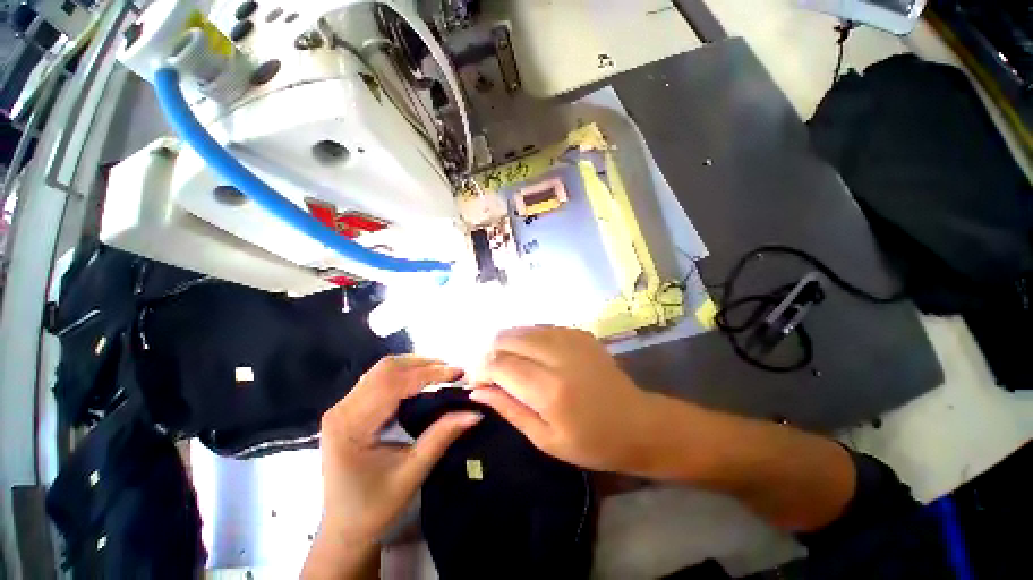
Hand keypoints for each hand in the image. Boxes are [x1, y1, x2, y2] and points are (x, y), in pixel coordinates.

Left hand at [315, 356, 481, 548]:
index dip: (429, 374)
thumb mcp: (412, 473)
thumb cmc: (374, 508)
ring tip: (442, 372)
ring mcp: (343, 407)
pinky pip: (380, 380)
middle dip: (423, 364)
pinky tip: (423, 381)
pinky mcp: (350, 409)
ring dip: (415, 366)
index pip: (394, 385)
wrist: (344, 529)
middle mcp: (342, 409)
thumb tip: (474, 412)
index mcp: (351, 426)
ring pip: (383, 370)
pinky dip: (405, 374)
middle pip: (386, 369)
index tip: (459, 372)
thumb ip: (442, 436)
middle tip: (452, 371)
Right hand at [470, 326, 660, 473]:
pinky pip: (541, 327)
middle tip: (491, 373)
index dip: (481, 370)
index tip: (476, 383)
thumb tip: (476, 391)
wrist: (638, 423)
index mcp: (549, 389)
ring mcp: (571, 338)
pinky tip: (531, 355)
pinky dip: (528, 339)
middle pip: (507, 337)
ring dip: (508, 343)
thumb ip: (508, 409)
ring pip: (522, 328)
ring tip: (509, 365)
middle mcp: (558, 355)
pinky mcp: (579, 333)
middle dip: (491, 352)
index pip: (499, 364)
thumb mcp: (544, 439)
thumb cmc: (591, 442)